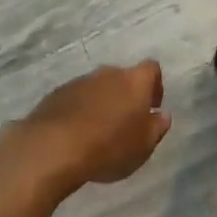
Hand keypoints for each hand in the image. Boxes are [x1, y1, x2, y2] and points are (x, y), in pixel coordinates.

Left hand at [18, 61, 171, 188]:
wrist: (54, 147)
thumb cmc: (109, 147)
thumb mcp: (143, 146)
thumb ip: (156, 128)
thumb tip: (162, 115)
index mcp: (134, 81)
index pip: (152, 69)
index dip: (155, 86)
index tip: (151, 107)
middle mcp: (108, 73)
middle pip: (123, 77)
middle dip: (126, 96)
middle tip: (125, 123)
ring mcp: (80, 81)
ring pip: (98, 87)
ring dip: (102, 103)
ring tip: (98, 132)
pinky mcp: (57, 93)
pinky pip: (76, 98)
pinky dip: (80, 110)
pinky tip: (76, 134)